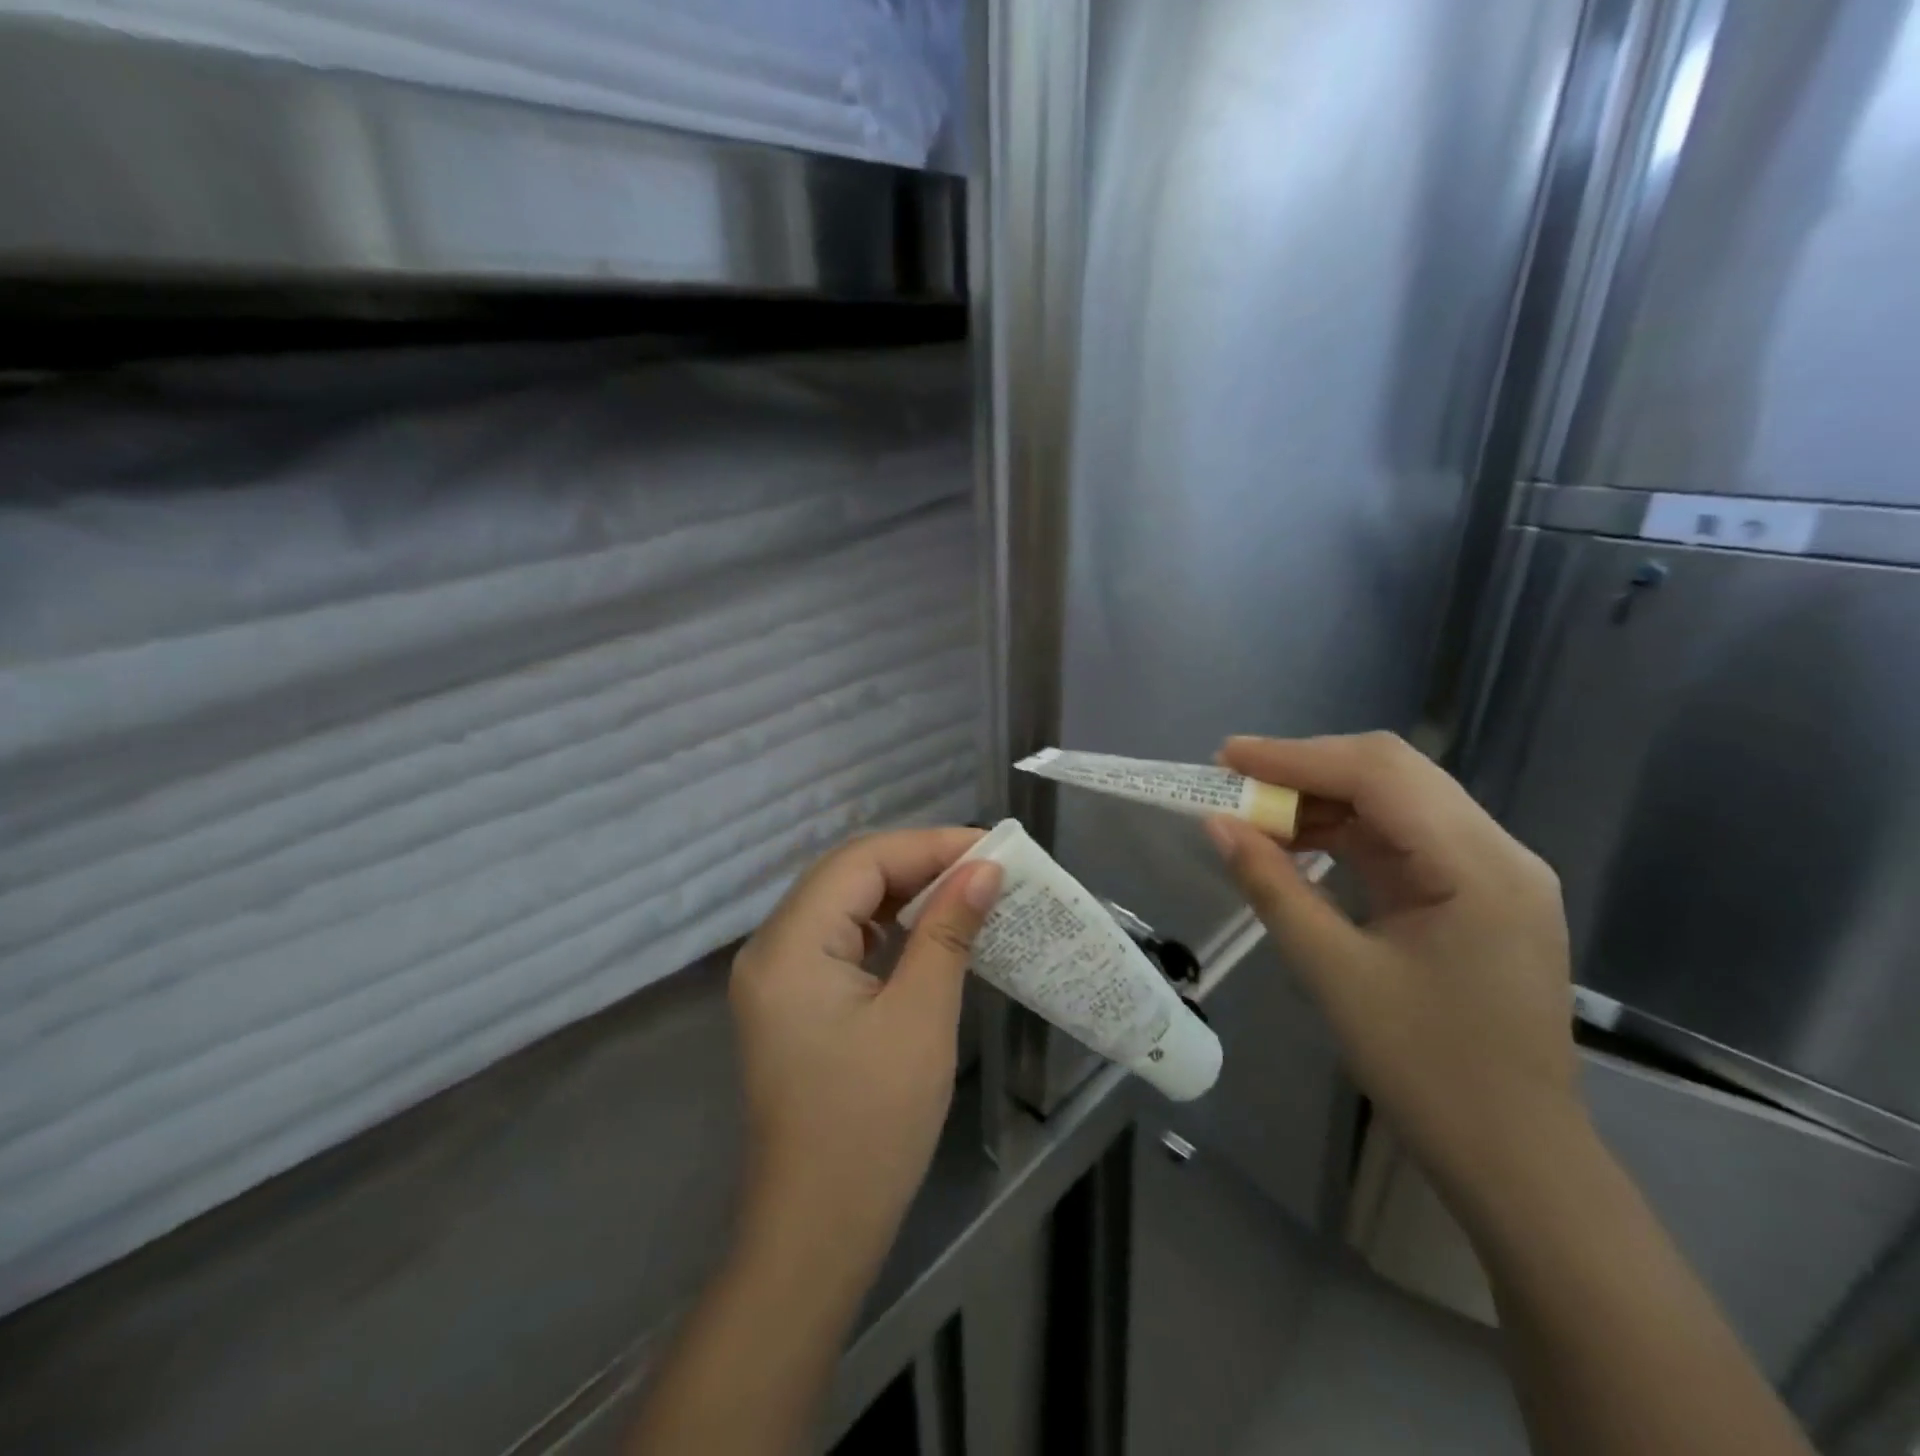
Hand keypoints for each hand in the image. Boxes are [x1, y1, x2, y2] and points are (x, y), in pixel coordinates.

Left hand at [728, 828, 1001, 1274]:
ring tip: (964, 889)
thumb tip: (984, 869)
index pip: (860, 862)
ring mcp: (777, 976)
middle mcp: (771, 948)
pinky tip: (926, 929)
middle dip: (917, 863)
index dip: (927, 846)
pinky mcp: (792, 1000)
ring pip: (843, 903)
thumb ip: (948, 931)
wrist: (816, 1231)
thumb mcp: (920, 1018)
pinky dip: (885, 925)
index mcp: (789, 946)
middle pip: (846, 875)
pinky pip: (839, 938)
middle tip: (983, 867)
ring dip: (903, 891)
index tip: (990, 848)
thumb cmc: (871, 1126)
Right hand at [1206, 733, 1579, 1212]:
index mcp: (1478, 866)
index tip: (1226, 757)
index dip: (1296, 756)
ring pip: (1396, 799)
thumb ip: (1273, 887)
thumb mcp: (1334, 973)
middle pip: (1393, 772)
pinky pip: (1403, 837)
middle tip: (1236, 780)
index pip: (1379, 775)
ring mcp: (1493, 870)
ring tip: (1256, 813)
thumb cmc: (1428, 1070)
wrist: (1517, 1158)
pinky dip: (1345, 831)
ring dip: (1323, 798)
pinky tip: (1299, 843)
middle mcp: (1498, 851)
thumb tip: (1217, 824)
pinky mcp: (1478, 892)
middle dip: (1307, 769)